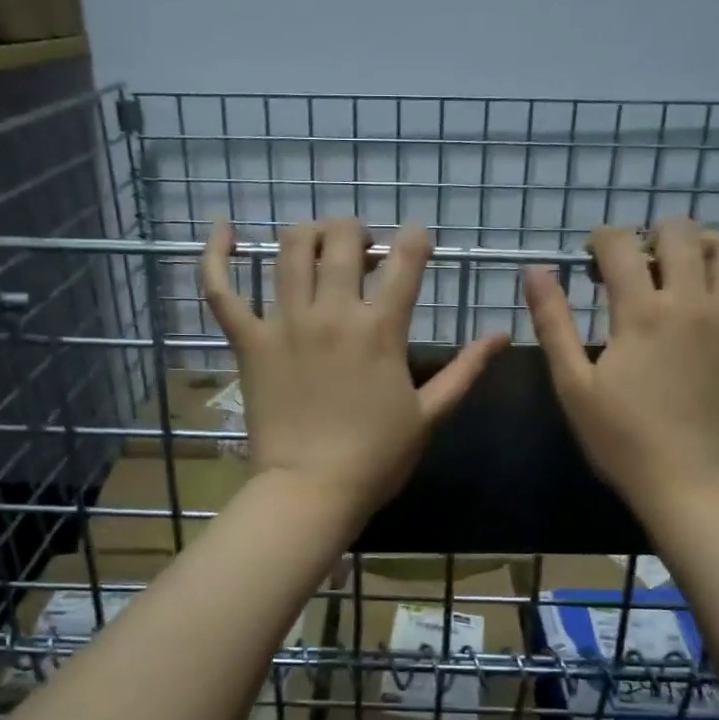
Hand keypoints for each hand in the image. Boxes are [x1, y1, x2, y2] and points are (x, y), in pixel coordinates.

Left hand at [202, 217, 509, 524]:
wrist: (311, 491)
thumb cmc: (376, 458)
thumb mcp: (430, 414)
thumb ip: (466, 370)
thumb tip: (502, 334)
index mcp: (381, 329)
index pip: (406, 259)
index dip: (417, 238)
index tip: (418, 240)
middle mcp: (333, 312)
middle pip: (343, 239)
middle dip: (358, 230)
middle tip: (362, 249)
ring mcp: (285, 323)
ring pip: (291, 249)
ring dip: (309, 233)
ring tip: (318, 243)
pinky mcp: (249, 341)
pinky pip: (223, 290)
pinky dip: (216, 256)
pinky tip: (223, 228)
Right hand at [524, 219, 718, 518]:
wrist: (686, 483)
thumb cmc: (621, 439)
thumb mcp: (573, 384)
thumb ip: (553, 323)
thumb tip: (535, 270)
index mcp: (641, 313)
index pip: (620, 246)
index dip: (602, 240)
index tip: (592, 257)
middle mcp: (691, 302)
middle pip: (678, 235)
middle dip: (651, 234)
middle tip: (636, 264)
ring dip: (703, 240)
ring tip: (685, 257)